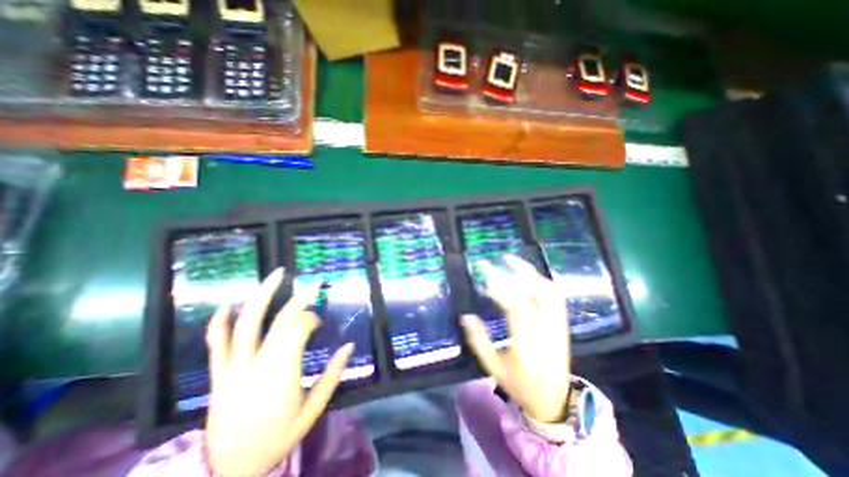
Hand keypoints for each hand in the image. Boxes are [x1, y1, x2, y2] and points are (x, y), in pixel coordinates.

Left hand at [203, 269, 352, 476]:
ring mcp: (233, 369)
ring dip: (263, 295)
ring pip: (247, 324)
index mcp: (282, 374)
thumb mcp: (313, 411)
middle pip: (279, 321)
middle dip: (299, 300)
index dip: (311, 319)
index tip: (319, 322)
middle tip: (314, 284)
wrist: (228, 471)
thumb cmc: (278, 438)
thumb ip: (332, 376)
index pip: (297, 330)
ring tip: (277, 274)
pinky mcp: (218, 375)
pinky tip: (229, 302)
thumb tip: (349, 346)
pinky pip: (215, 343)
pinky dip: (220, 321)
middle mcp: (257, 365)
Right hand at [461, 255, 572, 422]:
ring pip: (547, 289)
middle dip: (513, 270)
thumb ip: (479, 341)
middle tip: (496, 259)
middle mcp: (546, 327)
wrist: (555, 400)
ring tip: (511, 260)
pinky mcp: (562, 322)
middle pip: (533, 290)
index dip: (498, 283)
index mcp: (527, 340)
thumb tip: (466, 316)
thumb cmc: (520, 384)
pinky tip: (527, 275)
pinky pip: (554, 295)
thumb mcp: (493, 367)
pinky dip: (539, 280)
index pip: (514, 303)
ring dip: (528, 271)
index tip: (483, 270)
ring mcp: (558, 323)